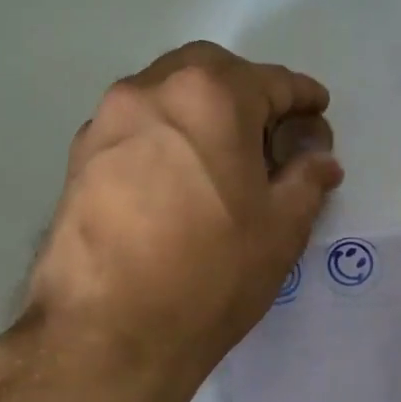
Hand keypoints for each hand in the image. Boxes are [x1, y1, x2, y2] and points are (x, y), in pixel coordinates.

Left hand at [25, 42, 342, 378]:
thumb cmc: (212, 273)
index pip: (271, 81)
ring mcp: (108, 121)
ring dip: (203, 110)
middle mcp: (152, 91)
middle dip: (248, 91)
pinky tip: (181, 178)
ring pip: (167, 93)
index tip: (318, 109)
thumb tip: (320, 159)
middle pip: (211, 71)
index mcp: (211, 97)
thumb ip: (308, 179)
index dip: (302, 96)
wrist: (109, 330)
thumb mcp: (282, 227)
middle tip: (270, 132)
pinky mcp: (80, 157)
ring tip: (225, 157)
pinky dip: (168, 134)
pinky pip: (137, 126)